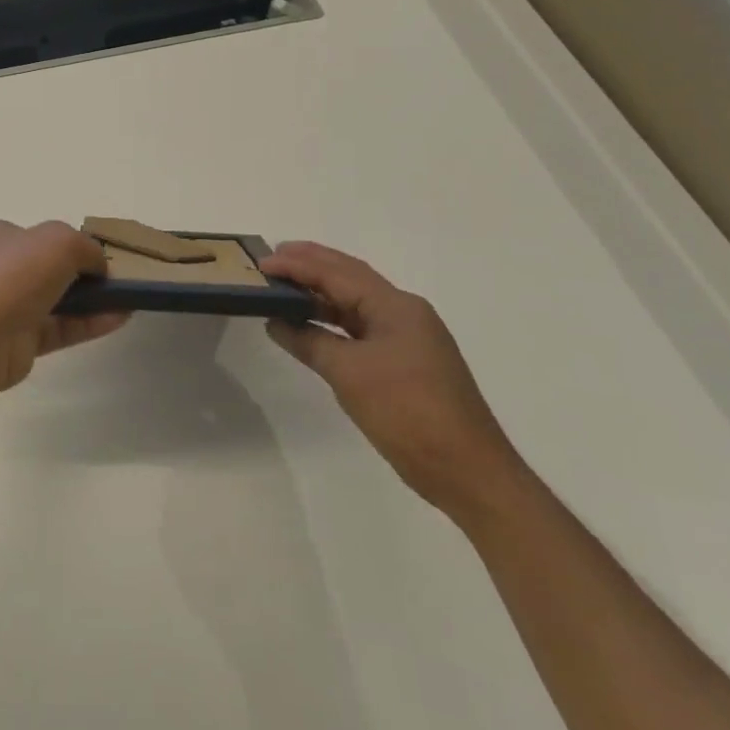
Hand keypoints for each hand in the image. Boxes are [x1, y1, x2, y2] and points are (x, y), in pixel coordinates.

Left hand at [0, 220, 129, 393]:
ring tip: (129, 298)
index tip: (99, 254)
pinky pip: (61, 328)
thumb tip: (98, 265)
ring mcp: (8, 307)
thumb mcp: (59, 241)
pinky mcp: (20, 341)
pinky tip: (120, 318)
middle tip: (117, 277)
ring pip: (58, 300)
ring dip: (93, 299)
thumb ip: (86, 247)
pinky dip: (89, 323)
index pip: (39, 236)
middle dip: (84, 272)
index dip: (71, 242)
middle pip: (50, 268)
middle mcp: (0, 270)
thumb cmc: (13, 276)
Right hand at [261, 241, 525, 522]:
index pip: (337, 273)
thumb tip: (276, 322)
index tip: (261, 262)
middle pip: (350, 277)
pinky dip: (333, 322)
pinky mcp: (406, 362)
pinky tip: (310, 325)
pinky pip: (362, 328)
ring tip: (284, 285)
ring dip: (321, 292)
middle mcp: (404, 312)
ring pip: (356, 303)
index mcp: (396, 306)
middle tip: (272, 258)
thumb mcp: (350, 374)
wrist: (468, 471)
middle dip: (311, 264)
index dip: (297, 265)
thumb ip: (310, 341)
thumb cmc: (408, 413)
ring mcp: (408, 337)